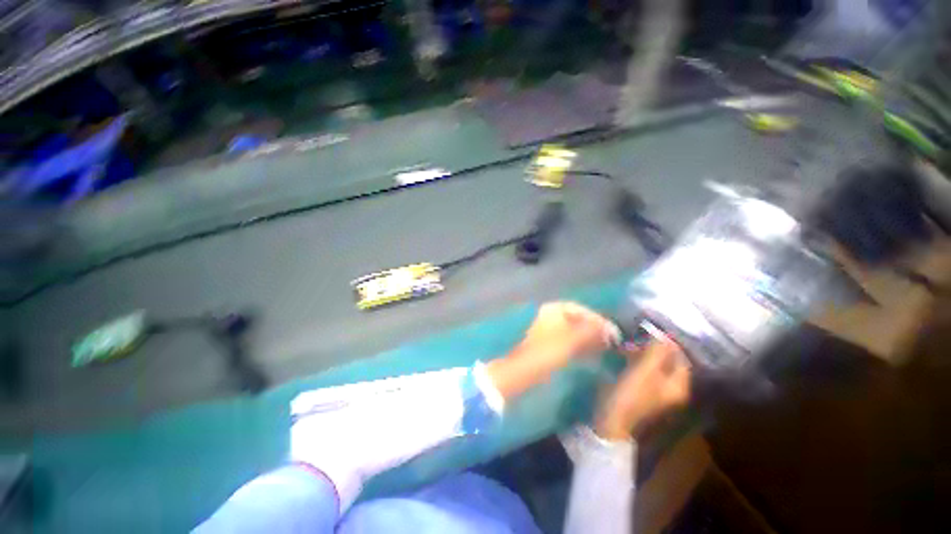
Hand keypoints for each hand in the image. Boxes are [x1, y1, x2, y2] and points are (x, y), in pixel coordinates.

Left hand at [487, 302, 618, 400]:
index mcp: (554, 309)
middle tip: (611, 340)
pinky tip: (590, 353)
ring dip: (588, 337)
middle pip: (577, 319)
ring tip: (605, 348)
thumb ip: (593, 331)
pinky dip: (580, 344)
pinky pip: (568, 339)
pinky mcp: (547, 342)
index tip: (612, 331)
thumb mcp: (573, 339)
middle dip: (594, 329)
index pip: (581, 309)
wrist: (525, 369)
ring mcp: (548, 328)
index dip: (597, 319)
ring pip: (573, 330)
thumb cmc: (548, 351)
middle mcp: (550, 315)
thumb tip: (610, 329)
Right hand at [597, 338, 690, 440]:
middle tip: (634, 339)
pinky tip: (622, 357)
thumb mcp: (644, 372)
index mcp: (678, 385)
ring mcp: (656, 391)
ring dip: (642, 354)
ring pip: (654, 365)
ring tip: (625, 347)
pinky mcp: (641, 392)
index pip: (680, 357)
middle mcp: (671, 388)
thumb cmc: (630, 395)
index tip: (648, 331)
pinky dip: (635, 361)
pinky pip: (643, 371)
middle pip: (667, 361)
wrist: (612, 422)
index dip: (667, 343)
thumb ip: (656, 353)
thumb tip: (663, 335)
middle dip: (652, 348)